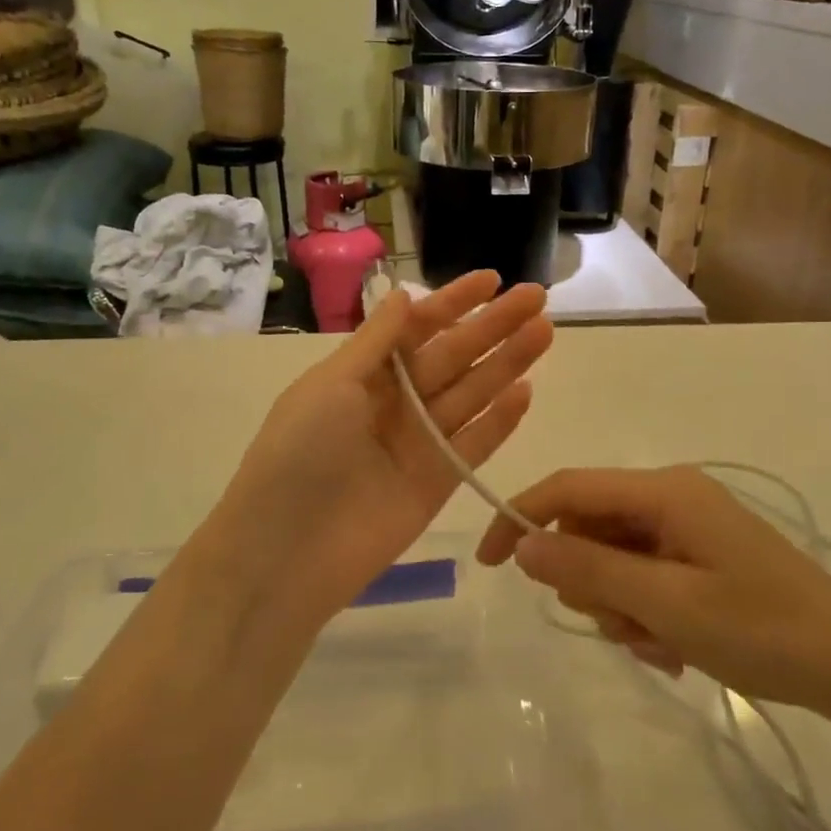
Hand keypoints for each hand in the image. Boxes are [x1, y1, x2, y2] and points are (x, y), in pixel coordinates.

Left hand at [207, 272, 551, 625]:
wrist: (287, 552)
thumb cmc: (299, 453)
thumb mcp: (331, 385)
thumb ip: (376, 342)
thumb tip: (404, 295)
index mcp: (364, 374)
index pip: (418, 328)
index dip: (454, 301)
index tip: (493, 278)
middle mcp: (396, 402)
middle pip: (453, 355)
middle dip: (493, 326)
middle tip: (537, 297)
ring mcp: (419, 442)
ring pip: (471, 393)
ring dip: (507, 363)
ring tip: (544, 332)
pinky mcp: (438, 482)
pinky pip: (474, 444)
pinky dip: (500, 420)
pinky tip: (527, 391)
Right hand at [476, 466, 830, 723]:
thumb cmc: (761, 629)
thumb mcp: (667, 605)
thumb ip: (590, 570)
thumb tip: (522, 545)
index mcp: (664, 491)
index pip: (569, 488)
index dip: (520, 517)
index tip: (488, 563)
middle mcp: (671, 496)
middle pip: (590, 526)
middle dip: (590, 581)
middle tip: (624, 626)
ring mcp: (688, 526)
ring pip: (614, 557)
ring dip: (620, 605)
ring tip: (661, 643)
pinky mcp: (700, 554)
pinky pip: (644, 575)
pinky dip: (645, 611)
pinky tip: (677, 647)